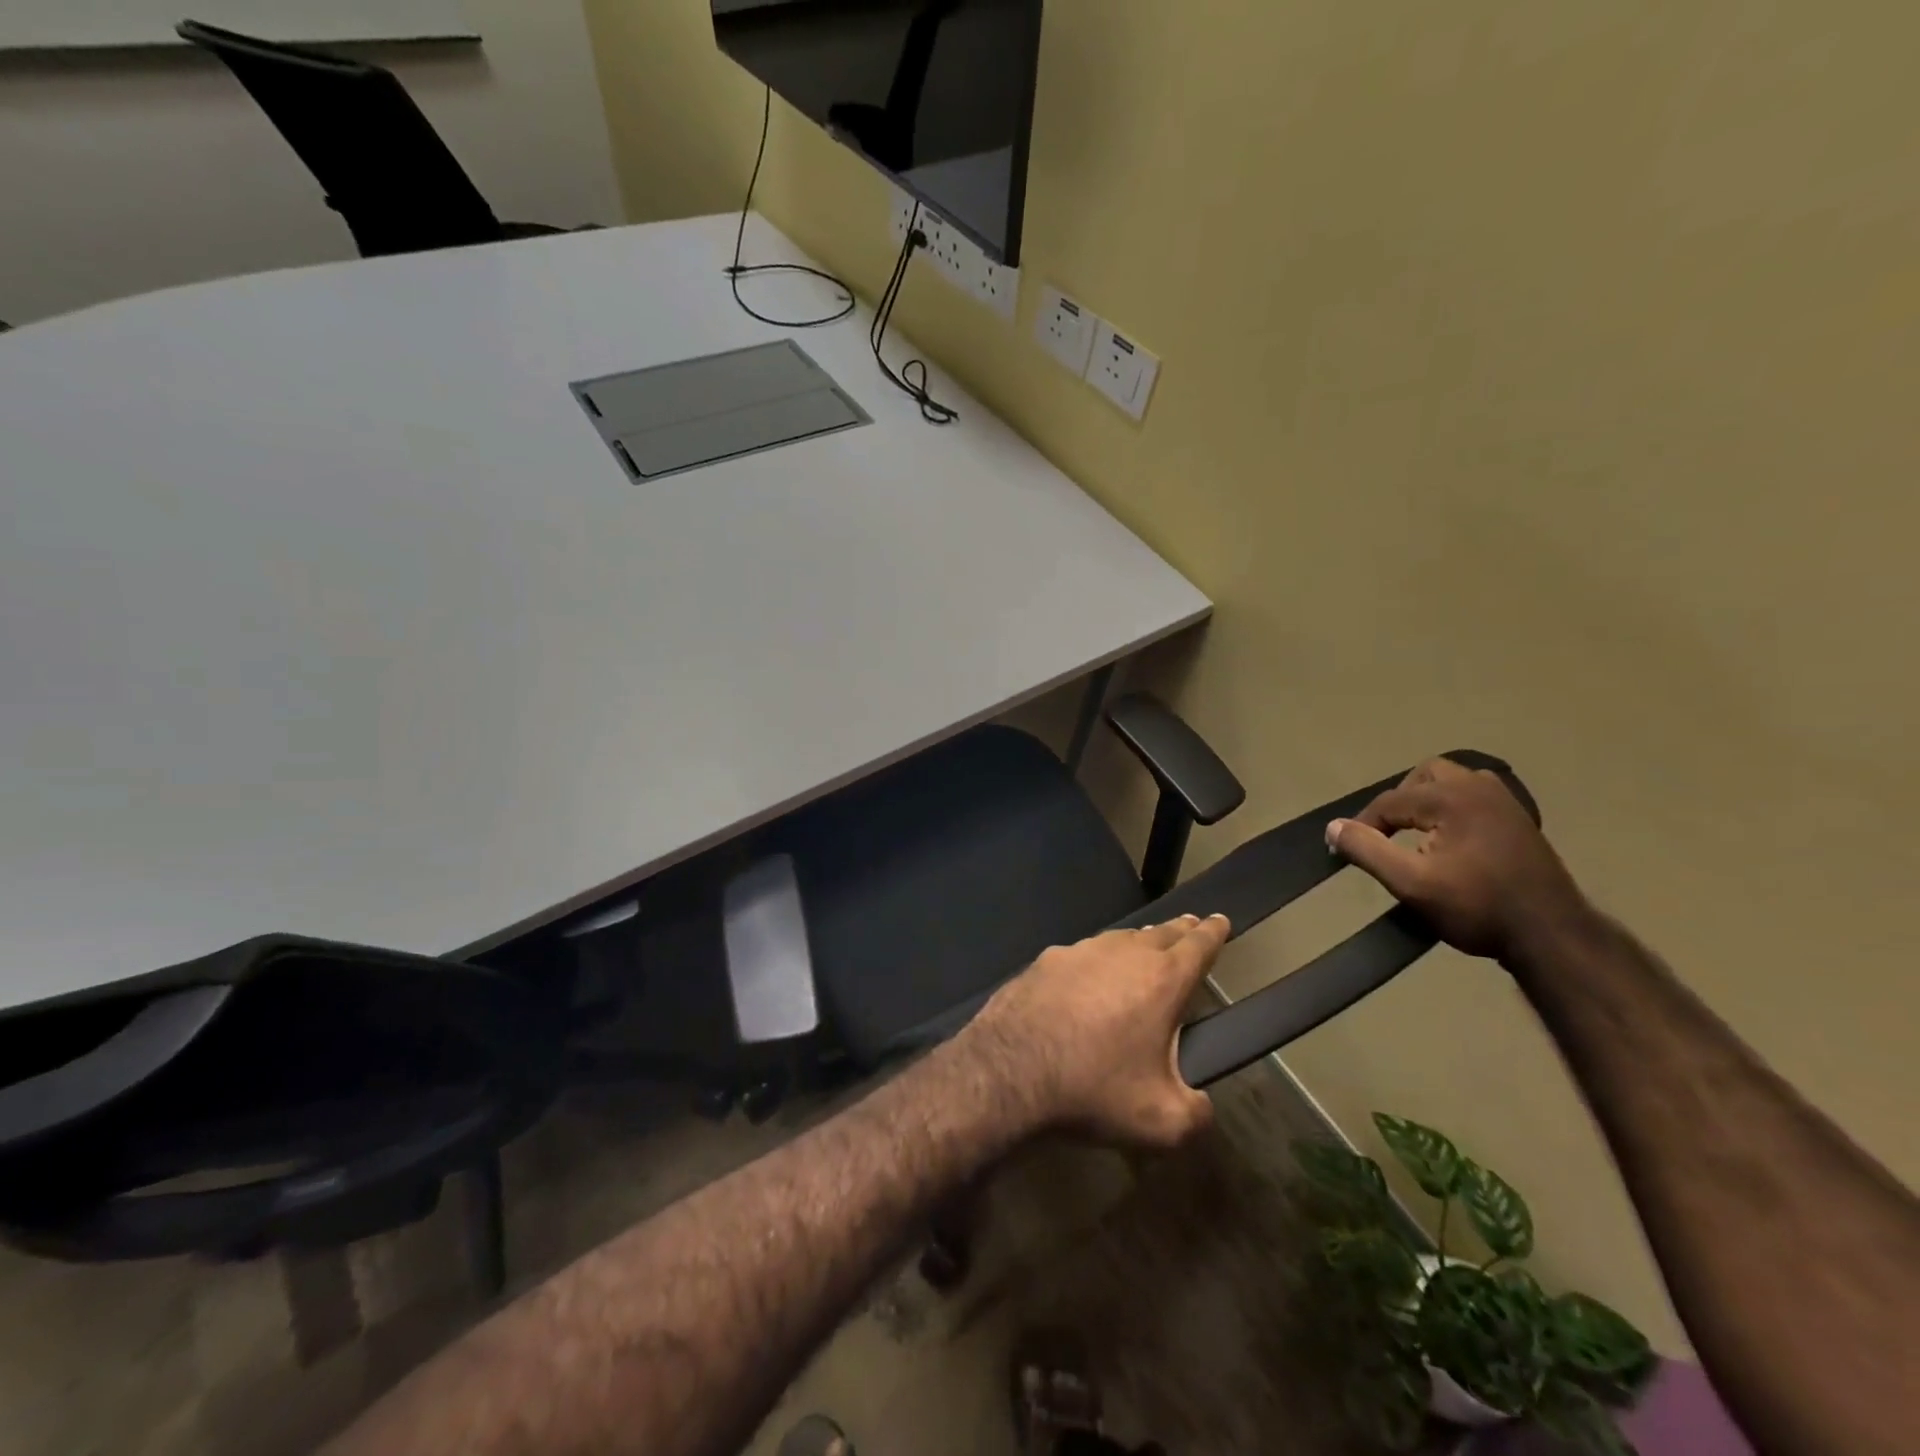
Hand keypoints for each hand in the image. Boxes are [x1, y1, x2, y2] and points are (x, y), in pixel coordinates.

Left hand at [968, 915, 1229, 1148]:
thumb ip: (1196, 1113)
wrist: (1009, 1071)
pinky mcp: (1043, 961)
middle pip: (1159, 933)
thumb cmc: (1094, 1090)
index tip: (1221, 919)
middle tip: (1190, 925)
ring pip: (1118, 939)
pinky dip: (1095, 961)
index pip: (1198, 946)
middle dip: (1179, 930)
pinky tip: (1088, 977)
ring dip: (1137, 942)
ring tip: (1144, 948)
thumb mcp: (1162, 1122)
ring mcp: (1078, 952)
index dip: (1214, 933)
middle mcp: (1121, 953)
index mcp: (1160, 980)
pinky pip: (1081, 955)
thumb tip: (1200, 1104)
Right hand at [1327, 757, 1595, 965]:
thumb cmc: (1478, 907)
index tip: (1347, 851)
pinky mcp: (1520, 819)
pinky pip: (1475, 796)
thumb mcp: (1411, 883)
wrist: (1553, 936)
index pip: (1390, 801)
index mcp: (1452, 798)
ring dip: (1427, 800)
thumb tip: (1333, 827)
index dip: (1363, 825)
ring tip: (1416, 832)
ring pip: (1453, 781)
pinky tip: (1450, 838)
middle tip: (1387, 833)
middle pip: (1424, 776)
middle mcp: (1479, 788)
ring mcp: (1505, 802)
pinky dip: (1453, 808)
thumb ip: (1367, 850)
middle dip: (1399, 801)